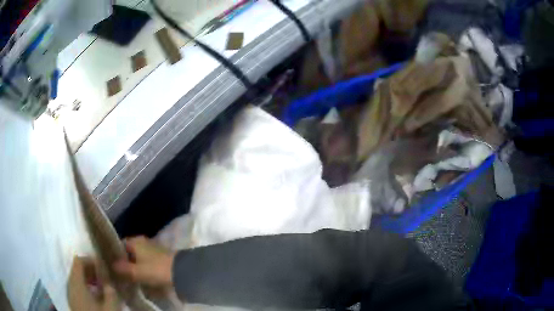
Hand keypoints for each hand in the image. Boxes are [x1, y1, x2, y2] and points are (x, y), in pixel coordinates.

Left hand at [68, 256, 120, 310]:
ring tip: (103, 289)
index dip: (90, 260)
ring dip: (89, 281)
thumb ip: (110, 292)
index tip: (104, 267)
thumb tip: (109, 284)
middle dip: (91, 271)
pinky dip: (87, 289)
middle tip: (105, 278)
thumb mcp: (110, 307)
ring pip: (77, 281)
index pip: (78, 261)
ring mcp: (70, 295)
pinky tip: (98, 298)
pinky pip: (77, 290)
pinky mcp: (74, 303)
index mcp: (76, 283)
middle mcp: (70, 285)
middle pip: (77, 270)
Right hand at [113, 236, 174, 290]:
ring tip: (130, 273)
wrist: (181, 271)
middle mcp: (142, 241)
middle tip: (121, 271)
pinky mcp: (160, 255)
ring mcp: (152, 247)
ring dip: (135, 263)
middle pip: (129, 250)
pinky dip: (143, 265)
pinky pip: (147, 259)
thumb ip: (123, 268)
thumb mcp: (137, 271)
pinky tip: (142, 273)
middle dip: (125, 260)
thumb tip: (112, 265)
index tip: (112, 263)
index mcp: (134, 241)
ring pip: (138, 255)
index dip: (115, 254)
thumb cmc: (156, 269)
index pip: (120, 245)